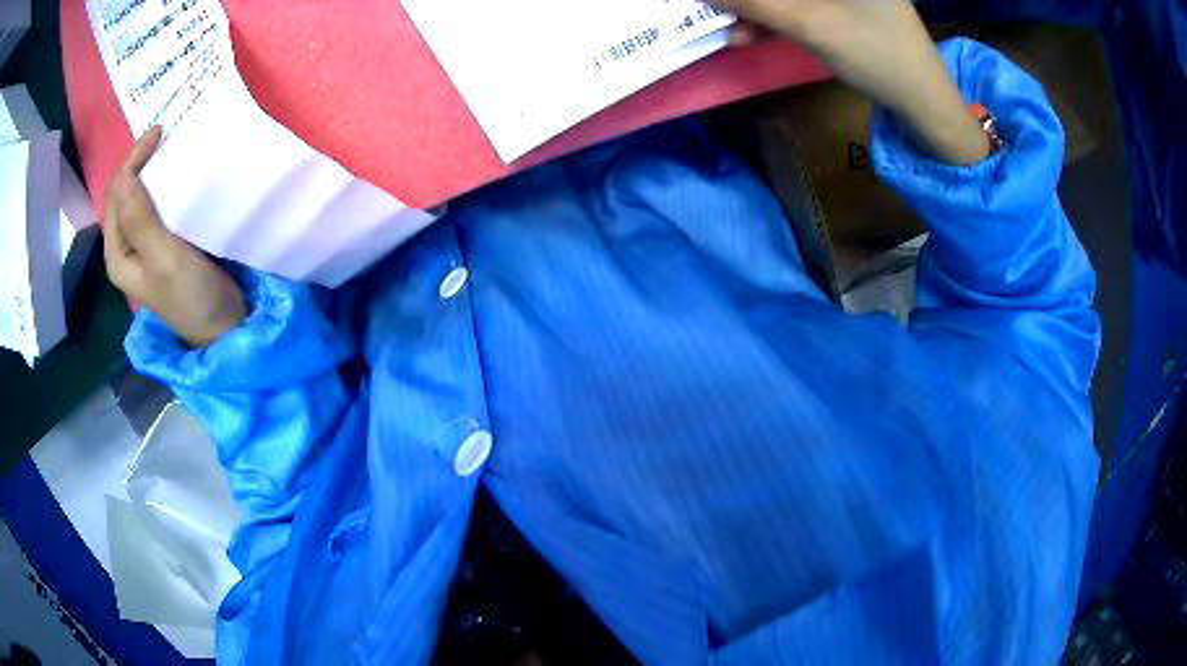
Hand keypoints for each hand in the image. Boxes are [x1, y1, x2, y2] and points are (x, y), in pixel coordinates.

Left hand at [103, 126, 246, 347]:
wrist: (222, 325)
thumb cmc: (190, 295)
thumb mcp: (164, 257)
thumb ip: (140, 220)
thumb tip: (124, 176)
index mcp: (118, 254)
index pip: (116, 196)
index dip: (132, 162)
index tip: (159, 133)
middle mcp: (126, 248)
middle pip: (124, 195)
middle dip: (139, 163)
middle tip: (165, 136)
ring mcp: (144, 247)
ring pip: (139, 199)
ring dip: (151, 173)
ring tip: (169, 149)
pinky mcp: (163, 244)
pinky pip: (156, 206)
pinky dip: (163, 187)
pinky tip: (176, 177)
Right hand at [715, 0, 989, 163]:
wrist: (923, 101)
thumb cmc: (877, 57)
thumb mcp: (810, 25)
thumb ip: (754, 3)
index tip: (720, 4)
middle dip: (750, 0)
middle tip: (719, 15)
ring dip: (757, 10)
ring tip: (734, 33)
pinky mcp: (845, 4)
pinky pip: (799, 3)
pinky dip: (774, 17)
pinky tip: (754, 34)